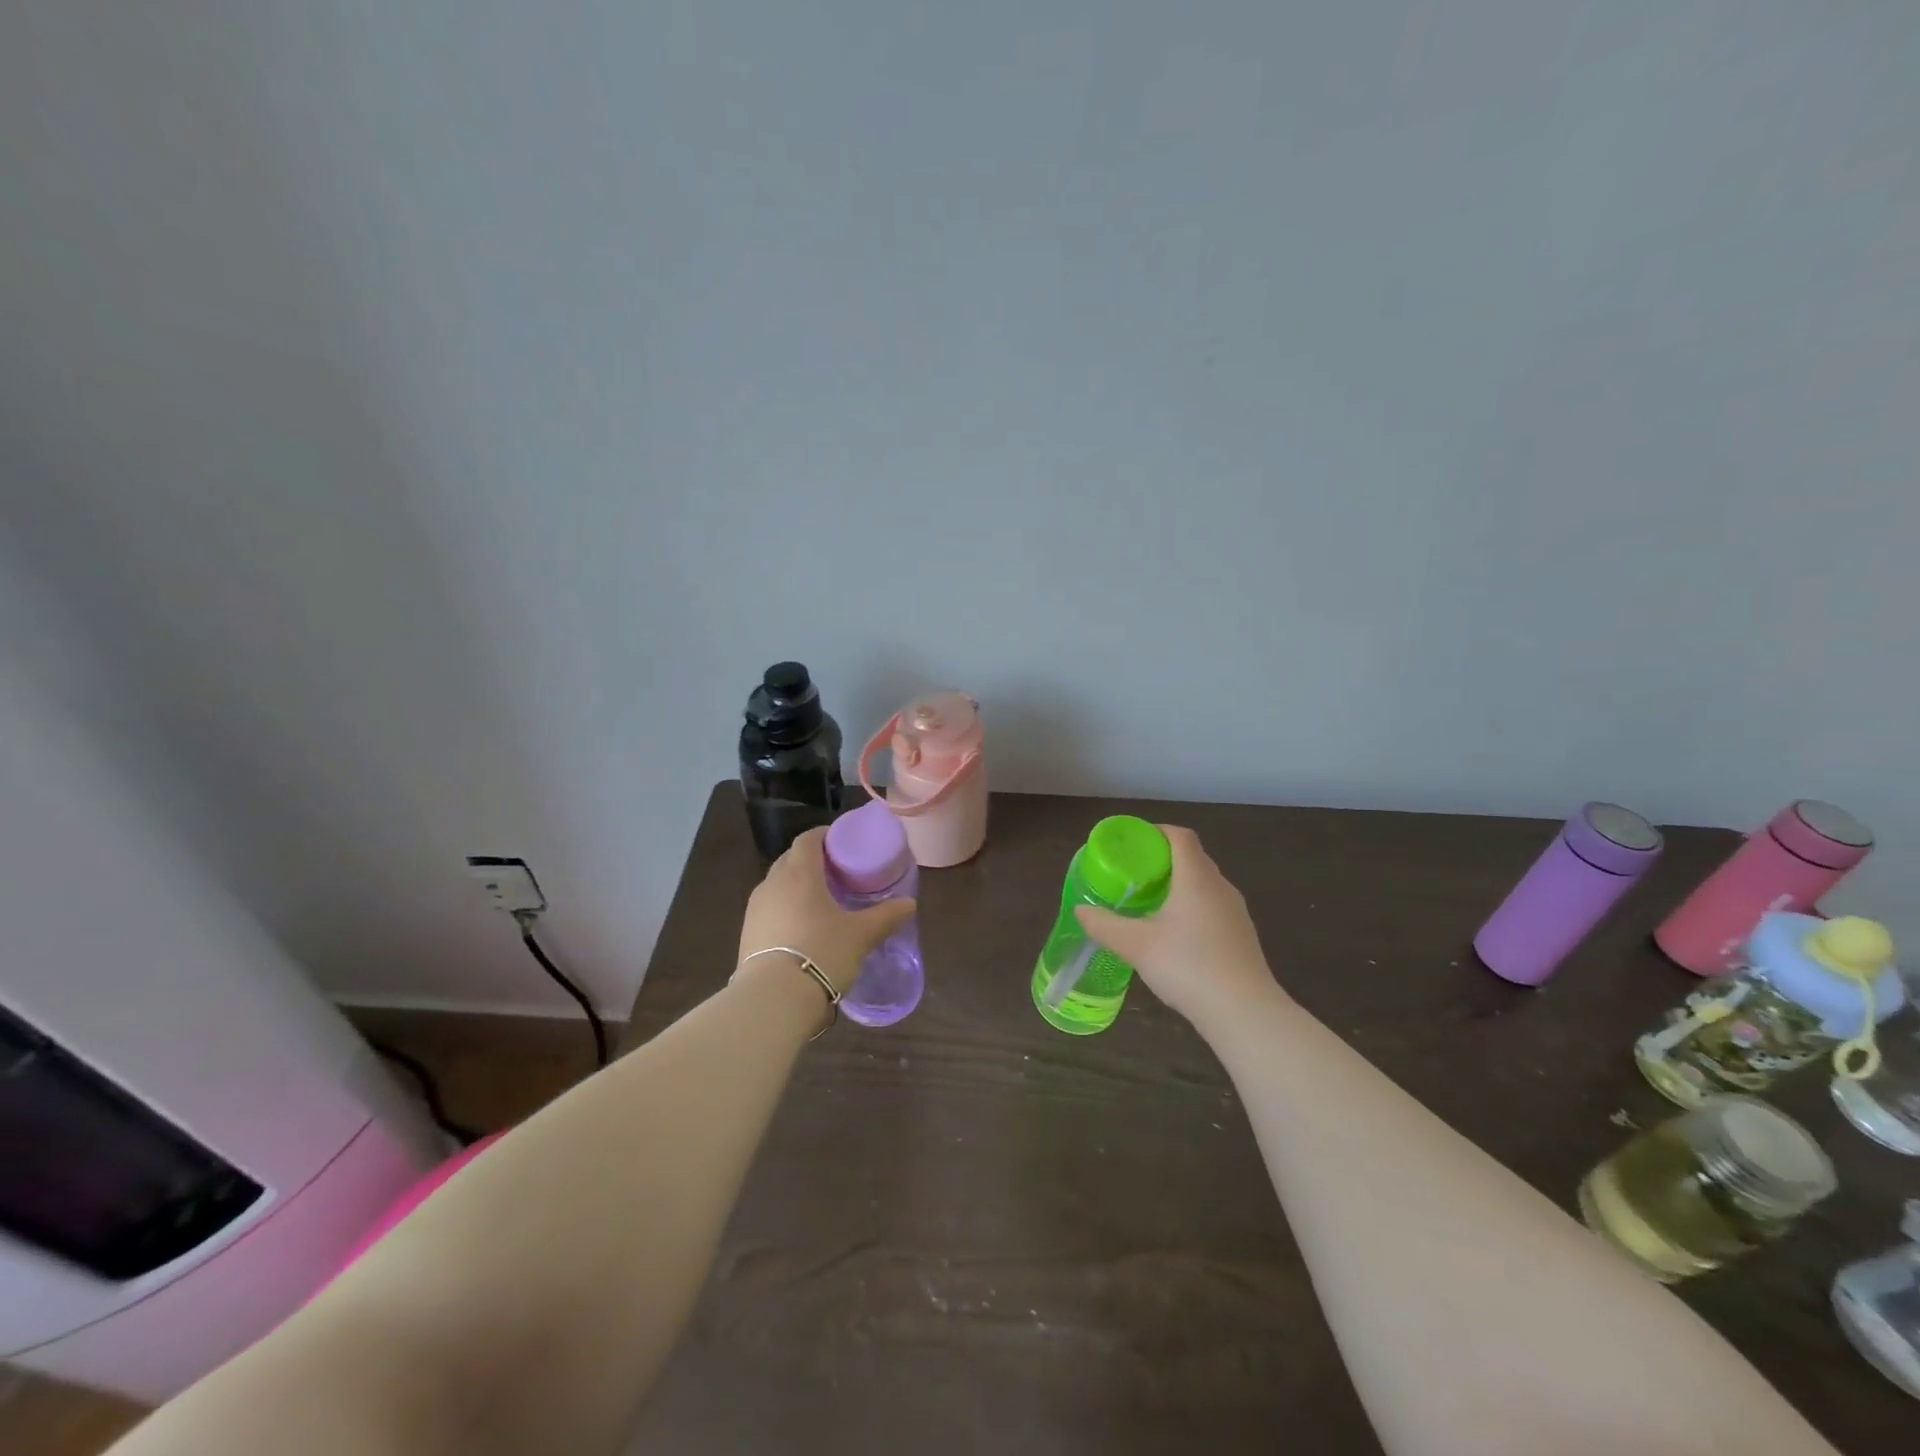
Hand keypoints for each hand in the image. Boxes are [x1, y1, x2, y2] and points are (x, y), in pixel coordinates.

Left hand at [738, 828, 916, 995]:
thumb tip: (909, 904)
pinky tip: (801, 928)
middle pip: (790, 859)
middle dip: (811, 860)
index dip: (824, 835)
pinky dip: (785, 908)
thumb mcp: (861, 935)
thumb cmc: (821, 952)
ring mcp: (755, 909)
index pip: (807, 839)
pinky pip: (769, 909)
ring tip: (819, 900)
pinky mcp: (747, 933)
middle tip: (836, 872)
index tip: (842, 841)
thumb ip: (886, 916)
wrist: (774, 999)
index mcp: (799, 873)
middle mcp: (772, 883)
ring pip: (777, 885)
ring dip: (795, 885)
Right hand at [1074, 824, 1284, 1031]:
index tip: (1133, 844)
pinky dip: (1192, 908)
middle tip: (1134, 874)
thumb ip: (1104, 925)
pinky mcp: (1242, 936)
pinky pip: (1213, 907)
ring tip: (1150, 903)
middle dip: (1163, 860)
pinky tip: (1175, 934)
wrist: (1244, 1012)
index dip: (1157, 832)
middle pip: (1193, 858)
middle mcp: (1220, 887)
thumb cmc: (1188, 966)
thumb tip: (1081, 910)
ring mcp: (1236, 912)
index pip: (1181, 836)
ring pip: (1204, 885)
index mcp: (1196, 878)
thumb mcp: (1136, 945)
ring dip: (1178, 885)